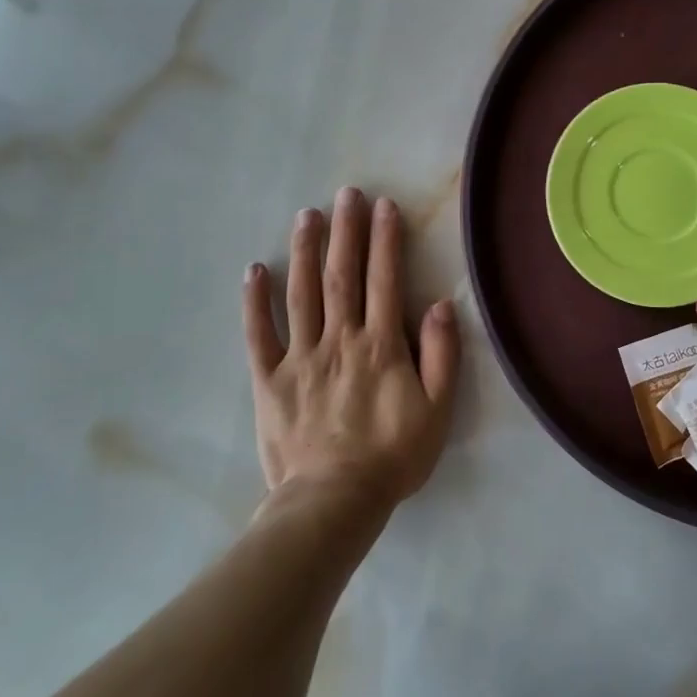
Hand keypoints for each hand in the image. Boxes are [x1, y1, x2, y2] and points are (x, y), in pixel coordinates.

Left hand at [244, 187, 458, 512]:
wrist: (333, 503)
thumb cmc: (392, 456)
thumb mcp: (437, 410)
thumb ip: (442, 355)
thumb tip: (442, 305)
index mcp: (380, 345)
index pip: (384, 280)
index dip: (385, 240)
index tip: (384, 206)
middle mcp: (339, 339)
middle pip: (342, 275)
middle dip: (345, 231)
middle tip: (345, 193)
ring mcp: (300, 357)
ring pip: (301, 293)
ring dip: (304, 251)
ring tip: (307, 215)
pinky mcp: (269, 380)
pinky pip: (259, 335)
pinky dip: (255, 302)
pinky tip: (254, 270)